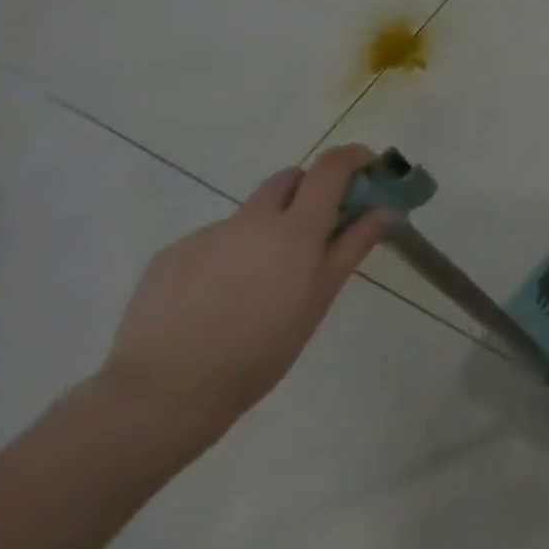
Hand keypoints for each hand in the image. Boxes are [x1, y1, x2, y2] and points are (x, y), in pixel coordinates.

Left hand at [99, 145, 393, 442]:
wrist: (165, 391)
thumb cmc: (264, 345)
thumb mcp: (322, 295)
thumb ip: (353, 244)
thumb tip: (384, 210)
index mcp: (296, 228)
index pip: (330, 168)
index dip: (354, 157)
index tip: (369, 167)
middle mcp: (251, 220)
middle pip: (288, 179)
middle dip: (311, 190)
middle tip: (321, 226)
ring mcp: (206, 236)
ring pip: (250, 214)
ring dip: (269, 227)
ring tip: (263, 280)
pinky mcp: (169, 257)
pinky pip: (214, 241)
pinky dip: (231, 254)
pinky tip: (222, 297)